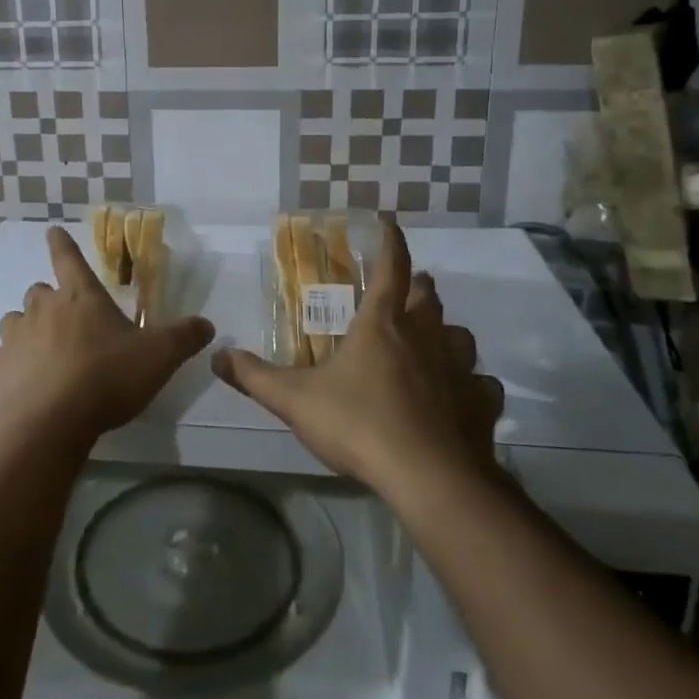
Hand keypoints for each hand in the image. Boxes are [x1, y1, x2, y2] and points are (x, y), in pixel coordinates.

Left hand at [0, 226, 215, 447]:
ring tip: (42, 352)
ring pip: (14, 321)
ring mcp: (14, 337)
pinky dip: (7, 364)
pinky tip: (20, 381)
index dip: (62, 243)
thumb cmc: (106, 378)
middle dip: (50, 301)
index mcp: (80, 296)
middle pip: (39, 292)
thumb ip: (183, 338)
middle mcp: (42, 308)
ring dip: (26, 330)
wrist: (49, 422)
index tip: (52, 231)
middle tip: (66, 321)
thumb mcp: (158, 357)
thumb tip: (207, 324)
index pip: (68, 258)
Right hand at [211, 220, 503, 497]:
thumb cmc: (359, 424)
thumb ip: (254, 377)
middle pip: (429, 297)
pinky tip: (461, 397)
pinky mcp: (481, 404)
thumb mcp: (294, 400)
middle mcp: (426, 337)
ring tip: (433, 342)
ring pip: (461, 336)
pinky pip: (481, 385)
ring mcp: (459, 369)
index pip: (391, 267)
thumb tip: (217, 356)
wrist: (429, 477)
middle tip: (405, 292)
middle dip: (418, 287)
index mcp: (382, 324)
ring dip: (447, 333)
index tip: (388, 221)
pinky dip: (472, 385)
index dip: (390, 241)